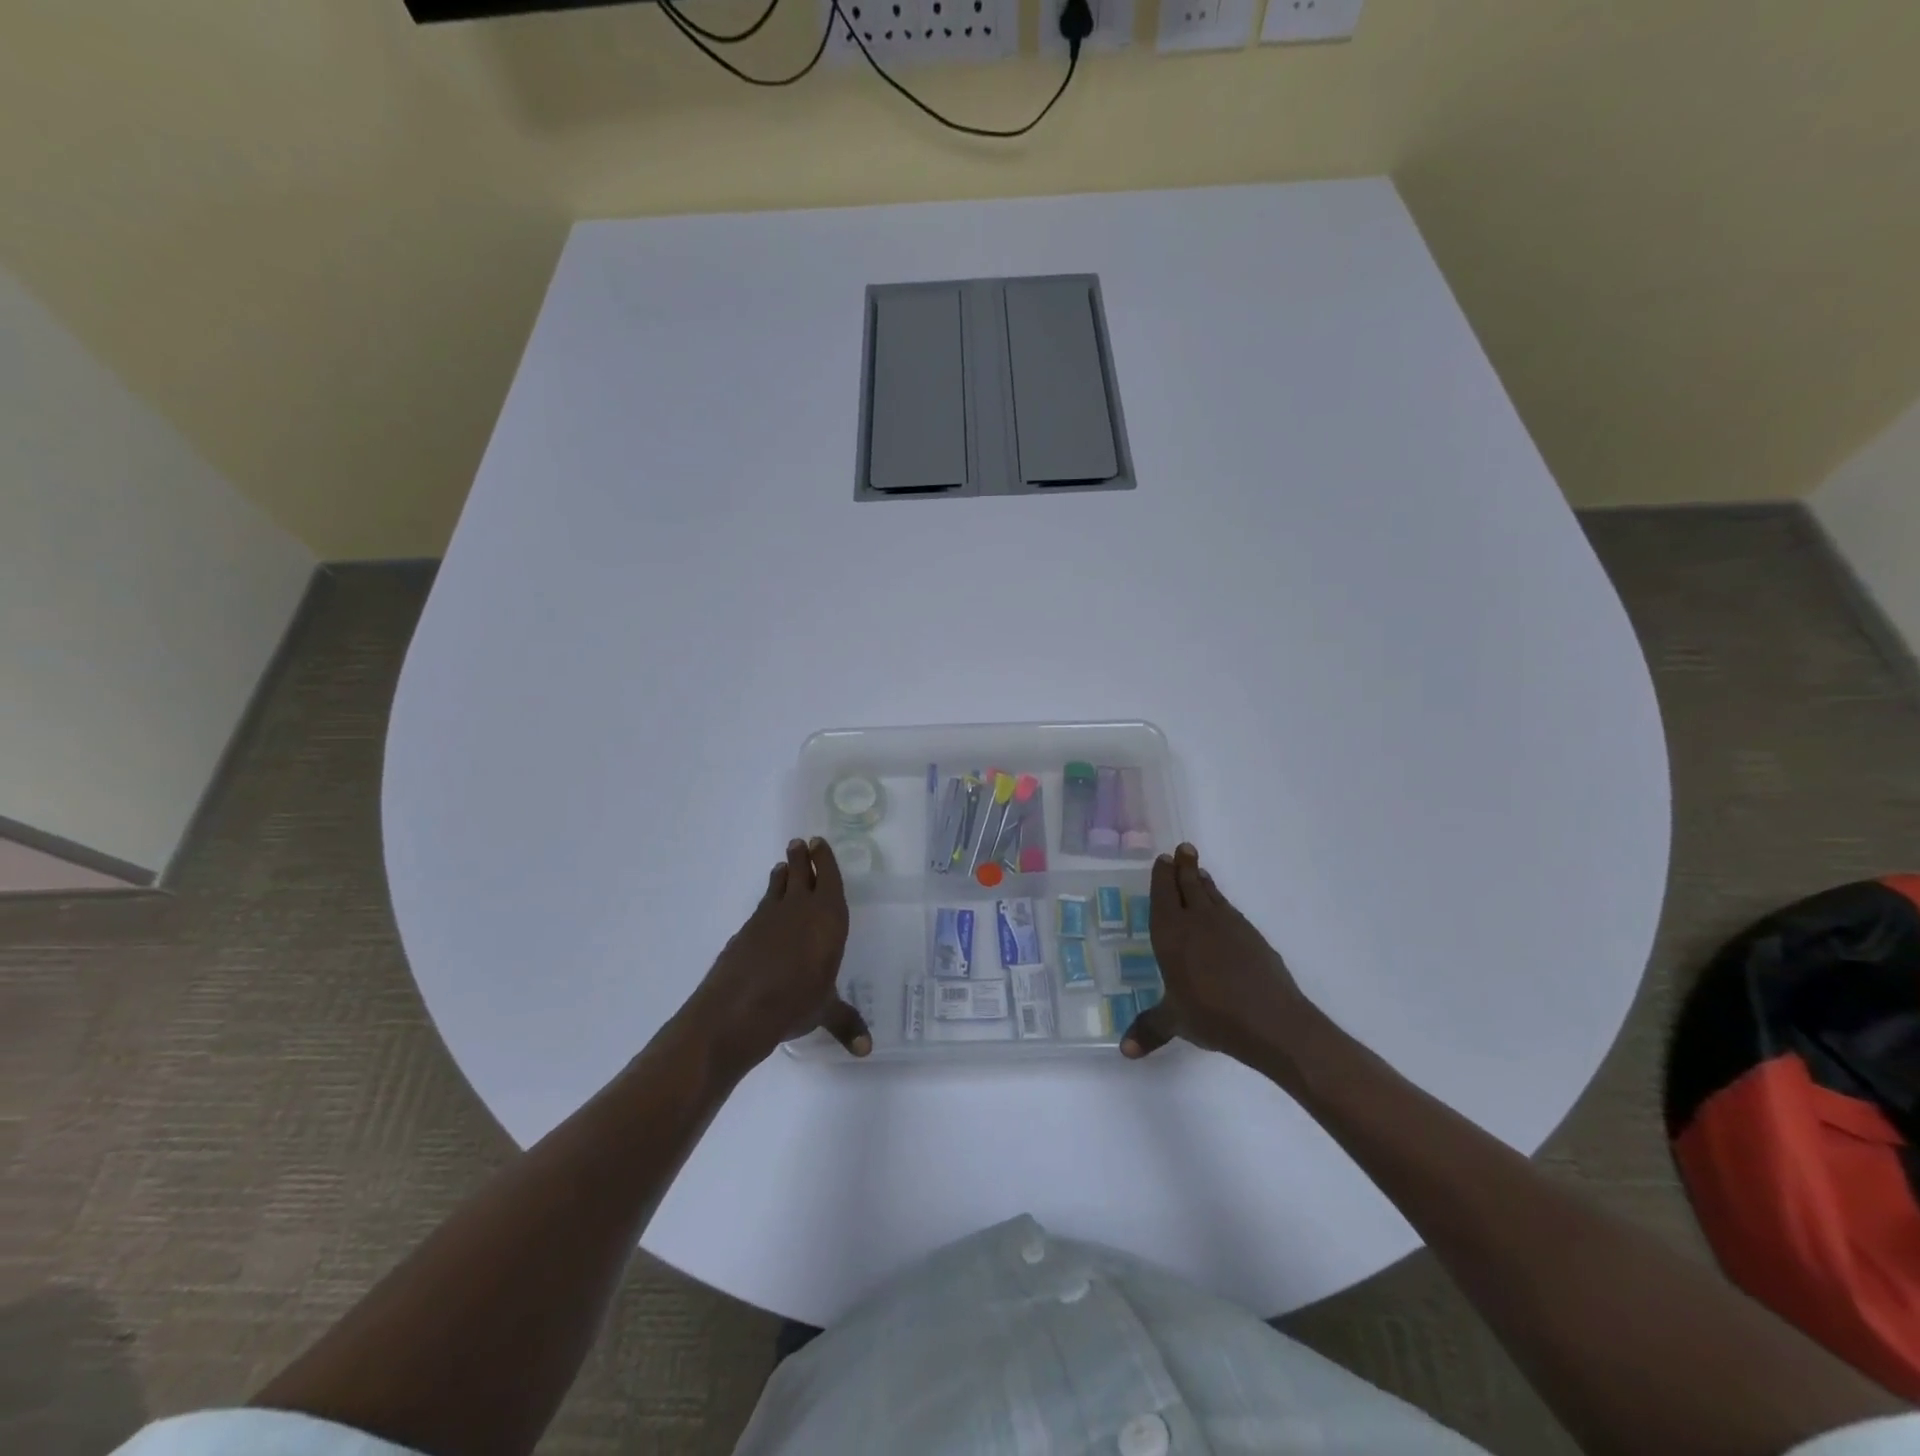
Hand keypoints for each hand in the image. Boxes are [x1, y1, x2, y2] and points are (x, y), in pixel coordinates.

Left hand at [682, 838, 870, 1069]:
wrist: (737, 1008)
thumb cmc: (794, 1003)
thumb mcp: (824, 1011)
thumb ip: (846, 1023)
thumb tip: (866, 1051)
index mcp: (827, 919)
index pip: (828, 879)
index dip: (825, 860)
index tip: (818, 842)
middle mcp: (799, 909)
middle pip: (801, 873)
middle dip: (802, 857)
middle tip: (800, 842)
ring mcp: (767, 918)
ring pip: (778, 886)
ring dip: (782, 874)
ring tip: (782, 865)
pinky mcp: (745, 932)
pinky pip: (761, 908)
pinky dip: (767, 902)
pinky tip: (765, 911)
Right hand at [1122, 843, 1306, 1064]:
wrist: (1272, 1021)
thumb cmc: (1213, 1016)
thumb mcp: (1175, 1022)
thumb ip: (1150, 1029)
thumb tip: (1124, 1051)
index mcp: (1171, 933)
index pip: (1163, 895)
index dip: (1163, 876)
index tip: (1164, 858)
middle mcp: (1198, 921)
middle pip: (1189, 885)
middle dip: (1184, 866)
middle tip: (1183, 848)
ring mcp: (1229, 926)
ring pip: (1212, 894)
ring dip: (1204, 881)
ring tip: (1199, 870)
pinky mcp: (1253, 937)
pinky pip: (1230, 910)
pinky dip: (1222, 902)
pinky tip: (1223, 909)